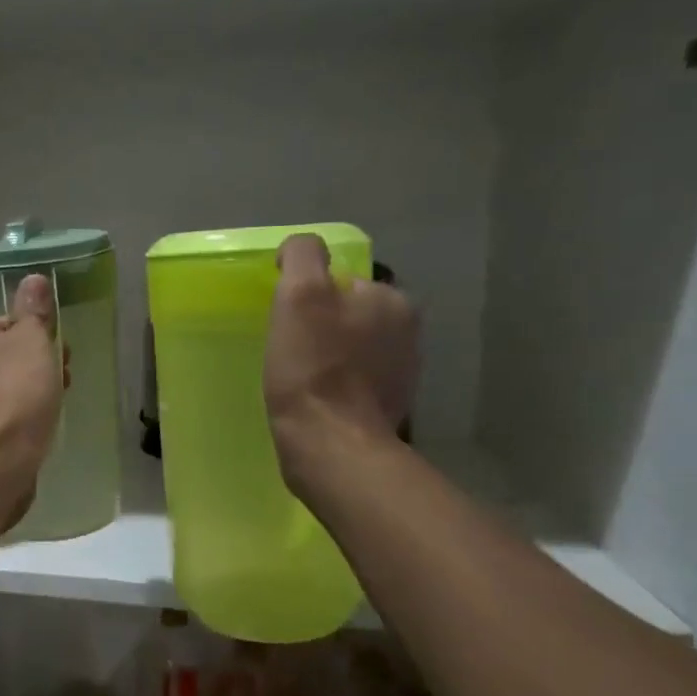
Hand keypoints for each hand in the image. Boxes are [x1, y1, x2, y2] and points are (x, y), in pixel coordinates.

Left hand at [0, 275, 64, 530]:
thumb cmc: (14, 396)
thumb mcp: (32, 343)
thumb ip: (33, 311)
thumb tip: (33, 278)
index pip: (9, 323)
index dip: (40, 335)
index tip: (62, 353)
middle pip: (8, 357)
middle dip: (39, 368)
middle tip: (64, 382)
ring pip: (6, 389)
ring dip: (33, 396)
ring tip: (53, 412)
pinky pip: (2, 419)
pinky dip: (20, 422)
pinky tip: (36, 434)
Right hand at [264, 234, 419, 494]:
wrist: (332, 445)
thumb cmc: (313, 368)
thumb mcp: (301, 295)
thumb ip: (304, 257)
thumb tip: (300, 250)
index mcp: (393, 300)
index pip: (343, 281)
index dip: (310, 296)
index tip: (288, 320)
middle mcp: (408, 332)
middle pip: (349, 314)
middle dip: (322, 325)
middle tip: (289, 348)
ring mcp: (402, 374)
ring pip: (353, 349)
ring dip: (329, 356)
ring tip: (299, 376)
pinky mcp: (389, 408)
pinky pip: (355, 382)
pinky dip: (336, 384)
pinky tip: (315, 398)